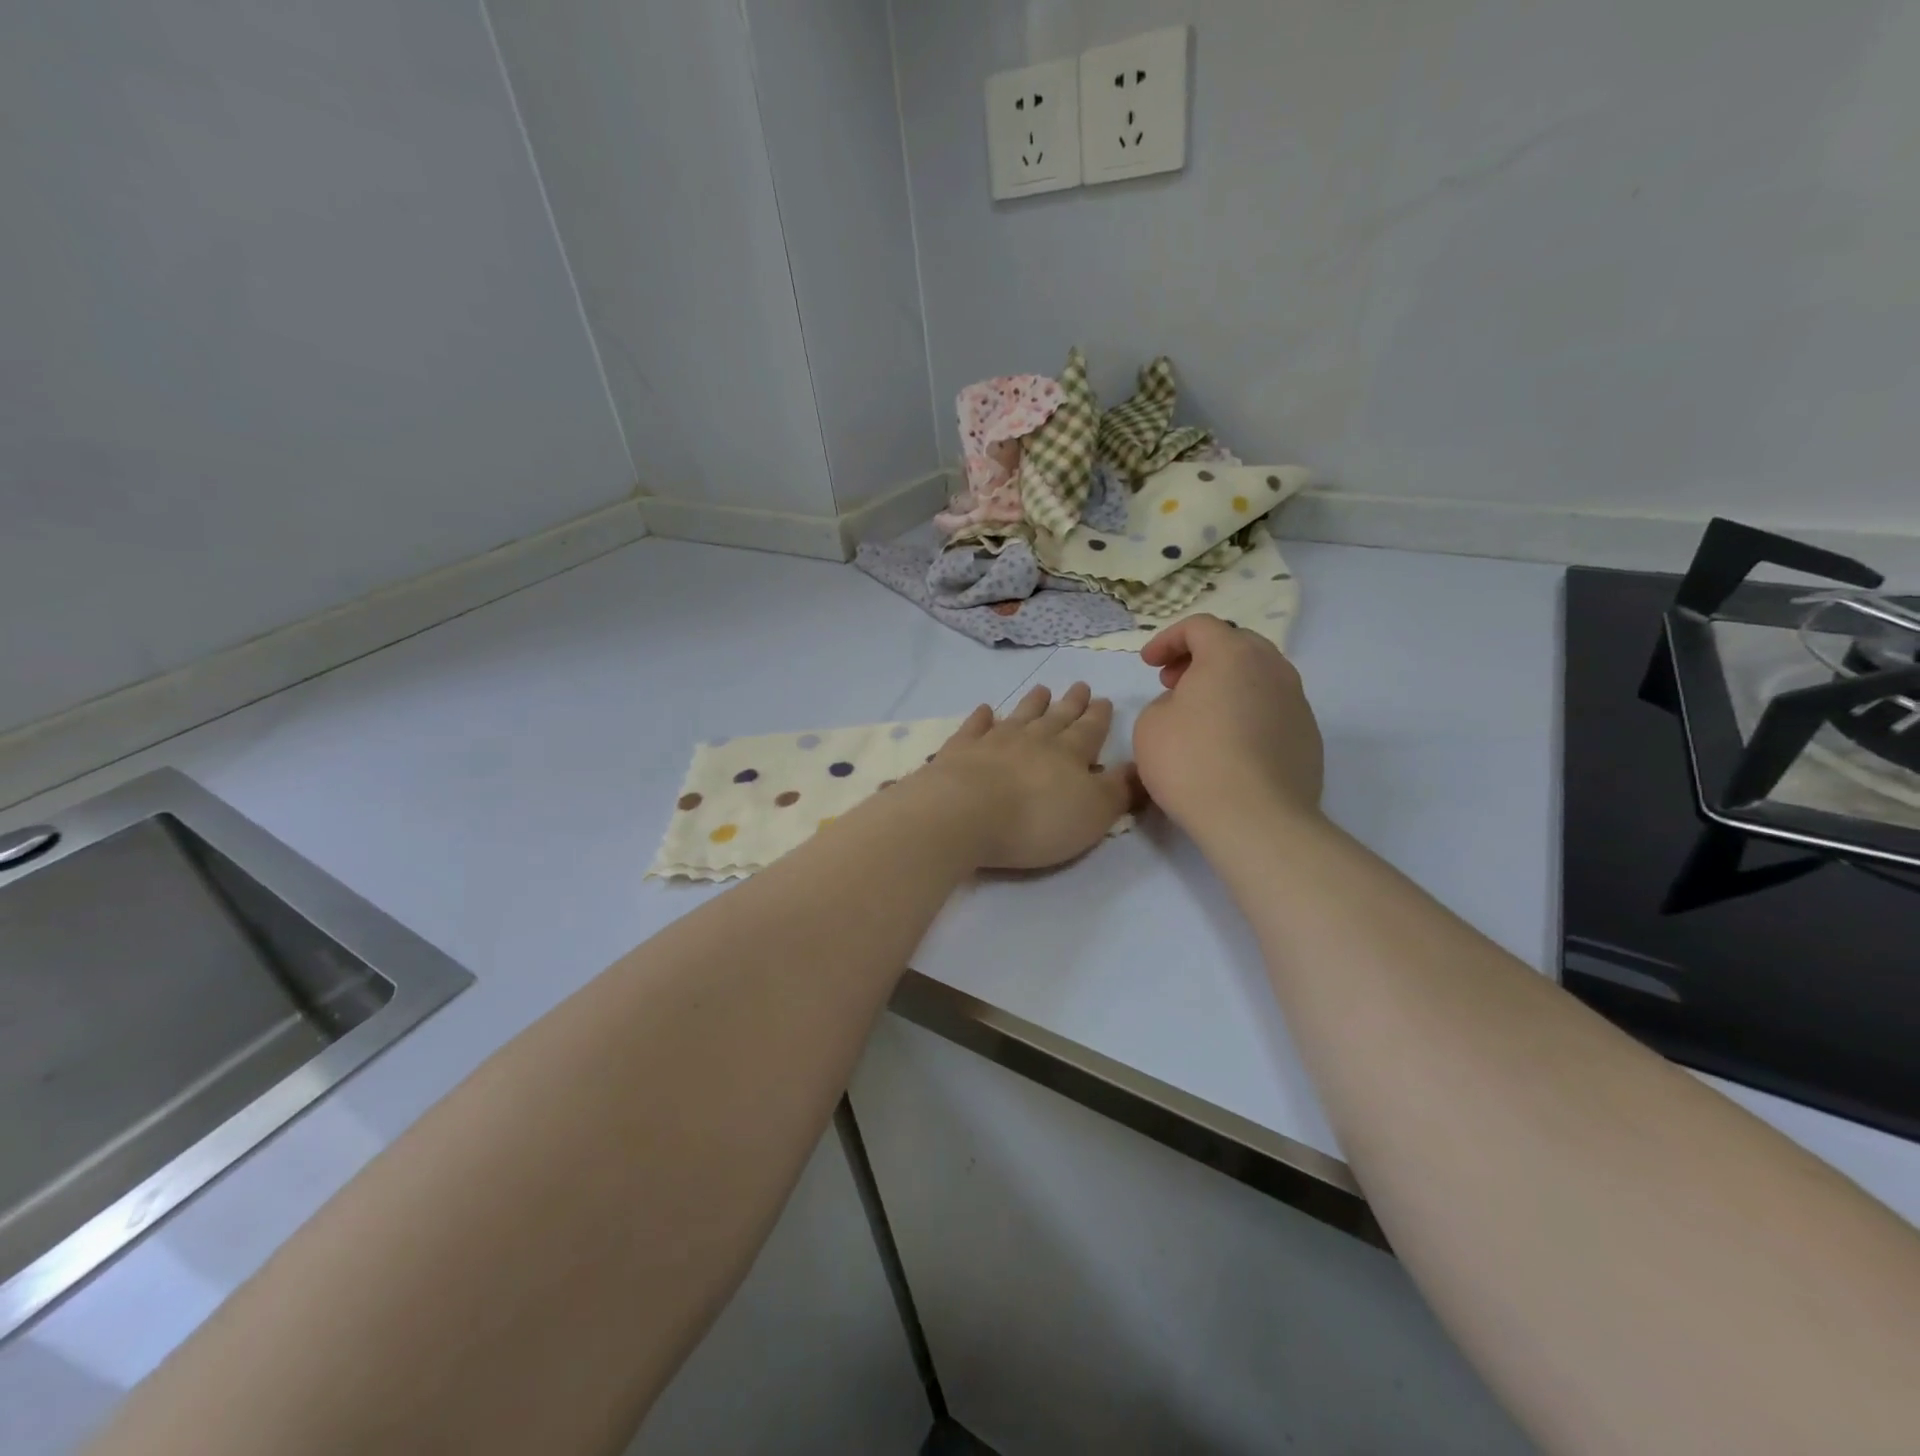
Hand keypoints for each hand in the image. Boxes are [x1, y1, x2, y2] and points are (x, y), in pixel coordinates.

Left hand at [922, 683, 1140, 870]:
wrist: (965, 813)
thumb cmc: (1037, 820)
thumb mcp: (1094, 812)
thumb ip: (1119, 789)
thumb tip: (1140, 766)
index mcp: (1070, 753)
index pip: (1090, 730)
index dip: (1099, 716)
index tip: (1104, 700)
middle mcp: (1034, 739)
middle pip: (1057, 717)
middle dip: (1072, 703)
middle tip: (1080, 686)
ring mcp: (994, 741)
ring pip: (1019, 715)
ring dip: (1032, 703)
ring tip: (1042, 690)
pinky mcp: (960, 750)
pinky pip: (974, 727)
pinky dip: (981, 717)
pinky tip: (985, 710)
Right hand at [1134, 615, 1323, 836]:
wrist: (1255, 819)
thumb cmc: (1192, 762)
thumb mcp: (1150, 724)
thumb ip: (1166, 701)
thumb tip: (1189, 706)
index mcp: (1231, 654)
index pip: (1199, 627)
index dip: (1168, 640)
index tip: (1148, 664)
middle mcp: (1272, 668)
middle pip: (1236, 644)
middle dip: (1201, 657)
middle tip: (1174, 682)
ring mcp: (1297, 702)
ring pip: (1258, 676)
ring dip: (1227, 685)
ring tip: (1202, 714)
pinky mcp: (1308, 736)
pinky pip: (1272, 709)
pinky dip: (1247, 712)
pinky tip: (1229, 745)